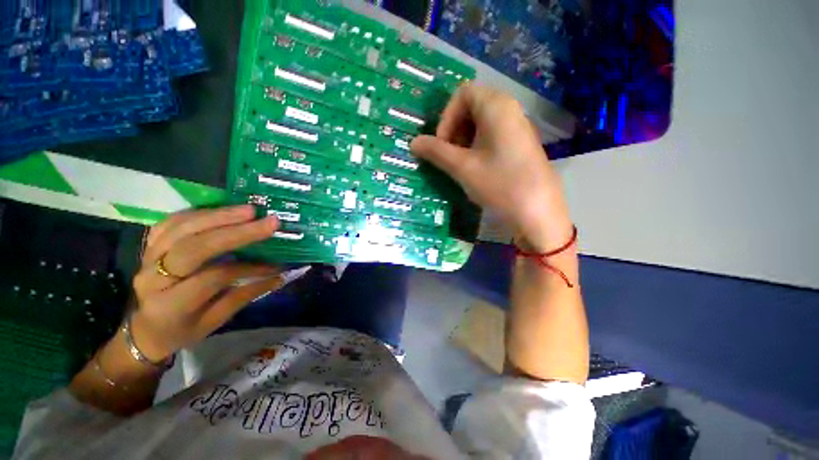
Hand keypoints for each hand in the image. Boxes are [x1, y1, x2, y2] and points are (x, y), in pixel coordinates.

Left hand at [130, 205, 283, 360]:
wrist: (145, 329)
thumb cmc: (183, 330)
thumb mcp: (215, 321)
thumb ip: (245, 295)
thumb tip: (279, 276)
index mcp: (171, 304)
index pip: (213, 277)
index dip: (248, 268)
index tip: (276, 264)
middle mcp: (154, 278)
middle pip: (194, 247)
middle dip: (235, 232)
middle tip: (267, 221)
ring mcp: (148, 258)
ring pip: (181, 228)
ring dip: (218, 216)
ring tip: (249, 210)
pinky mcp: (149, 246)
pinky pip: (171, 222)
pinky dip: (199, 213)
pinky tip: (222, 210)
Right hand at [411, 84, 571, 250]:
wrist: (538, 212)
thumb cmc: (499, 184)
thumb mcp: (462, 167)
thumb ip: (436, 152)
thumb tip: (413, 143)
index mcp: (496, 106)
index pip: (462, 94)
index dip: (446, 117)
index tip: (442, 144)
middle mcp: (510, 109)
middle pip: (472, 107)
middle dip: (454, 129)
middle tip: (448, 155)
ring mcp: (517, 127)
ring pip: (481, 123)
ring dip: (463, 140)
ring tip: (460, 164)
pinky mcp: (520, 145)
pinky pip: (492, 136)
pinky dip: (477, 147)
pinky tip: (476, 169)